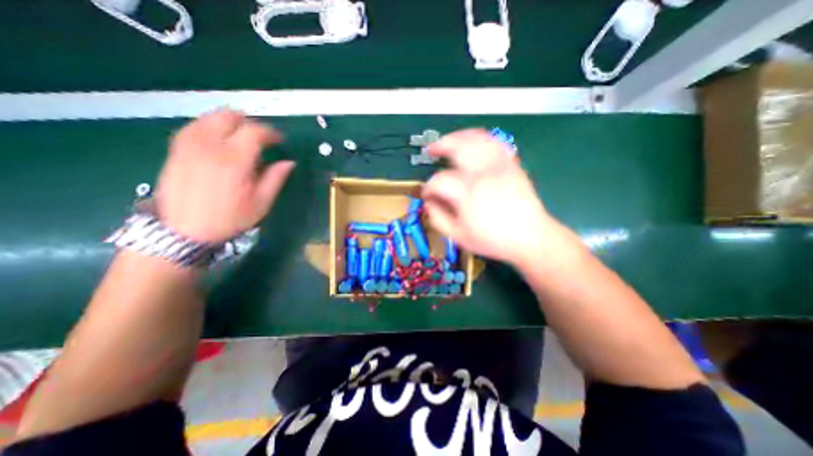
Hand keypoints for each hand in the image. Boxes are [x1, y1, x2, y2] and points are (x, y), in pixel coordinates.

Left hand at [155, 111, 296, 242]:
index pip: (254, 132)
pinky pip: (193, 126)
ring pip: (209, 118)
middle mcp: (209, 147)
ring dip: (229, 122)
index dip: (270, 132)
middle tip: (260, 136)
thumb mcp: (261, 202)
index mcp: (235, 161)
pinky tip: (217, 137)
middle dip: (249, 122)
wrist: (184, 231)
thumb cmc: (230, 218)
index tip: (279, 140)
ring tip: (241, 135)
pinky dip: (209, 126)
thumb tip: (289, 162)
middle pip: (228, 117)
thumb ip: (276, 178)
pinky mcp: (176, 150)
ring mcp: (189, 146)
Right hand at [422, 129, 555, 267]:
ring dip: (458, 136)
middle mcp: (483, 173)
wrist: (529, 237)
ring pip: (476, 138)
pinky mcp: (511, 165)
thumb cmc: (492, 239)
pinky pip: (495, 142)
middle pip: (457, 147)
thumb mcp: (458, 236)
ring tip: (448, 141)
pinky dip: (480, 138)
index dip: (428, 187)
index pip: (439, 180)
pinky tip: (473, 143)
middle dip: (439, 146)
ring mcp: (499, 165)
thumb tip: (429, 202)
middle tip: (430, 151)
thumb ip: (438, 218)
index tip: (427, 194)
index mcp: (467, 192)